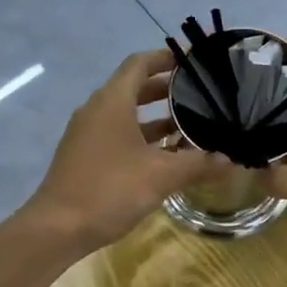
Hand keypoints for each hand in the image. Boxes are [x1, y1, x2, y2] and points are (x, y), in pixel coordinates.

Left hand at [26, 49, 231, 252]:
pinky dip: (142, 136)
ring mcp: (87, 133)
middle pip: (134, 87)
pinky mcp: (84, 155)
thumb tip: (229, 159)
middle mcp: (96, 109)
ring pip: (126, 113)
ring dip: (156, 116)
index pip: (139, 63)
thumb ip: (197, 163)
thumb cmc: (110, 190)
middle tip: (200, 94)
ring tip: (191, 124)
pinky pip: (117, 133)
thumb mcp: (161, 176)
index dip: (166, 58)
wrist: (57, 228)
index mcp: (112, 101)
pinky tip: (166, 155)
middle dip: (166, 89)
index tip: (193, 61)